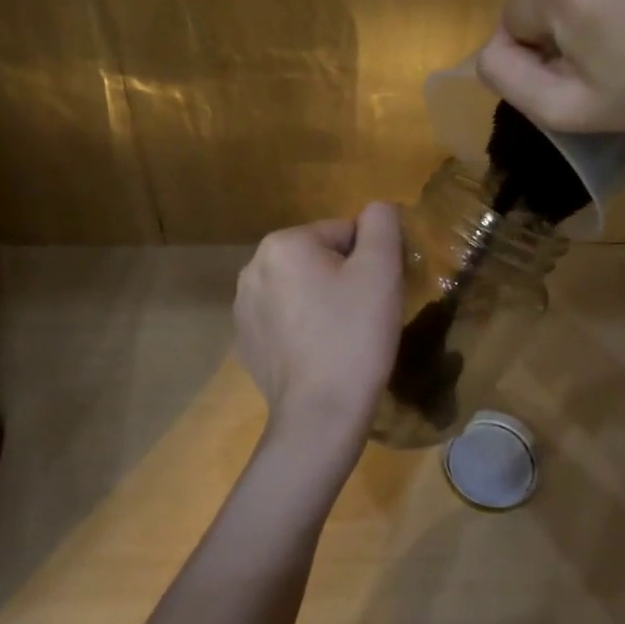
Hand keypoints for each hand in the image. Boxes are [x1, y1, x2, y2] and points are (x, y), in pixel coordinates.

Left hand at [234, 203, 402, 478]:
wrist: (320, 414)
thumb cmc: (355, 336)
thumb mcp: (381, 270)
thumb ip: (382, 224)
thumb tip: (377, 209)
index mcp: (282, 243)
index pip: (343, 233)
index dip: (368, 262)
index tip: (376, 295)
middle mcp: (252, 267)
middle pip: (319, 259)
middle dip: (342, 280)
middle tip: (362, 317)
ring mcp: (243, 307)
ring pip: (301, 289)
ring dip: (322, 302)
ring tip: (341, 338)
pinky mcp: (245, 341)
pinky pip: (285, 319)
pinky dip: (303, 328)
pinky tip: (318, 354)